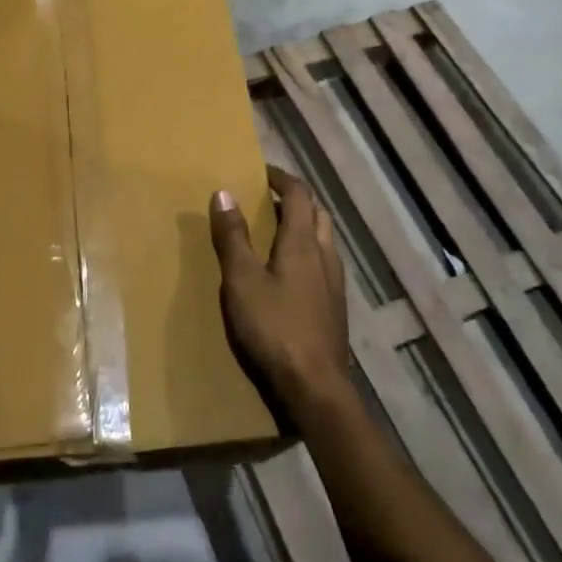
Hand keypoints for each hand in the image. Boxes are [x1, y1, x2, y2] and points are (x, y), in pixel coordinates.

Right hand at [209, 168, 352, 422]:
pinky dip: (309, 253)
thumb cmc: (274, 328)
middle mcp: (325, 256)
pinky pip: (325, 264)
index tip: (262, 172)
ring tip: (277, 234)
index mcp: (303, 243)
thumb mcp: (242, 280)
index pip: (299, 194)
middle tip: (269, 201)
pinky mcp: (336, 308)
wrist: (316, 389)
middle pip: (318, 214)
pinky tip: (291, 275)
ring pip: (324, 240)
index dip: (281, 178)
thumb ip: (233, 236)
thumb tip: (224, 192)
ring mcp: (335, 284)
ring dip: (305, 227)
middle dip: (296, 201)